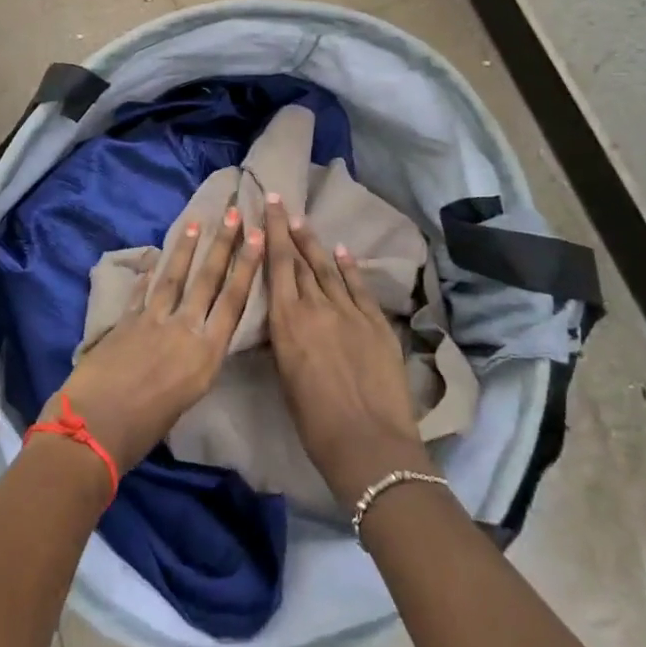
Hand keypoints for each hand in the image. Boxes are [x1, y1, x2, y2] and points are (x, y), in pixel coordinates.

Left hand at [48, 207, 265, 477]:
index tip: (258, 237)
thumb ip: (195, 365)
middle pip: (207, 280)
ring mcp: (152, 320)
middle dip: (222, 244)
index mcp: (205, 354)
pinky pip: (141, 291)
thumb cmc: (146, 429)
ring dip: (186, 248)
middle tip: (232, 212)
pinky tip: (153, 256)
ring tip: (195, 222)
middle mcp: (184, 329)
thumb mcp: (187, 399)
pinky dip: (148, 273)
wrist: (95, 427)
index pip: (233, 301)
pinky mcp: (125, 320)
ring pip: (174, 277)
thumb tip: (194, 347)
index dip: (247, 267)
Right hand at [264, 194, 434, 504]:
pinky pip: (359, 287)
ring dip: (316, 244)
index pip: (278, 266)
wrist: (368, 442)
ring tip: (304, 223)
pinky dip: (349, 267)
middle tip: (282, 204)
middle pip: (302, 260)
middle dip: (290, 231)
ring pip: (329, 269)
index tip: (269, 206)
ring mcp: (350, 312)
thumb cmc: (314, 421)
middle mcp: (316, 307)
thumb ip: (286, 338)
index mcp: (288, 322)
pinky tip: (342, 252)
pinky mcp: (376, 323)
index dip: (273, 233)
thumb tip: (286, 319)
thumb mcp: (285, 375)